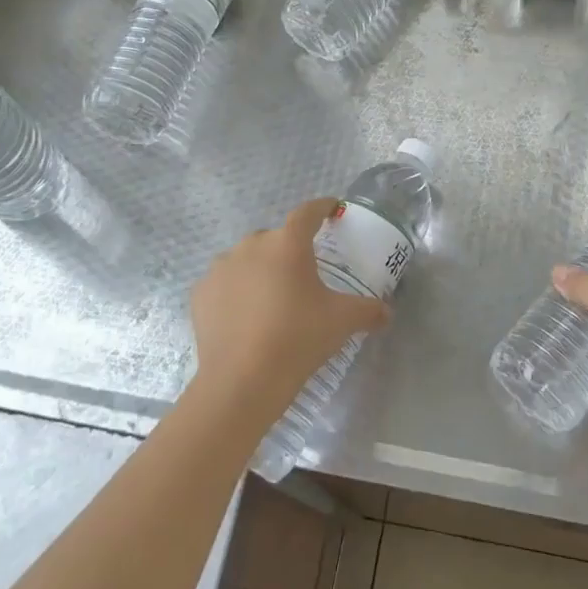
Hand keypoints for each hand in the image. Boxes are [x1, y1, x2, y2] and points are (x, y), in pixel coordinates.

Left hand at [191, 197, 390, 417]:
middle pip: (276, 238)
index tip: (332, 209)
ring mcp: (221, 268)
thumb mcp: (342, 322)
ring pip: (247, 259)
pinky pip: (224, 283)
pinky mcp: (200, 293)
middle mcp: (251, 245)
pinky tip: (245, 317)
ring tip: (272, 300)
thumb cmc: (298, 339)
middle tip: (304, 274)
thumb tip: (387, 313)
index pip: (308, 212)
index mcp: (288, 244)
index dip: (322, 207)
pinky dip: (236, 292)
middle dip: (290, 249)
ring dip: (260, 270)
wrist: (242, 381)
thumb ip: (368, 311)